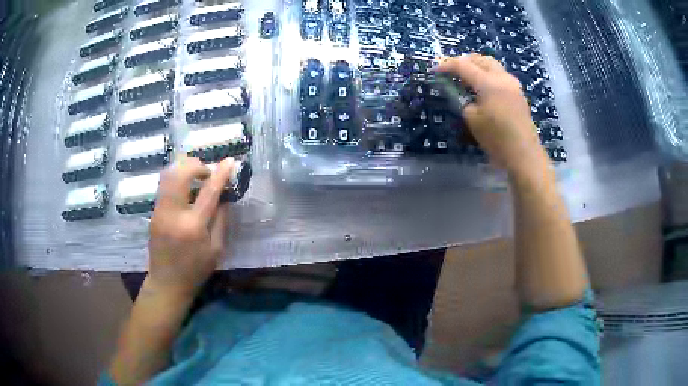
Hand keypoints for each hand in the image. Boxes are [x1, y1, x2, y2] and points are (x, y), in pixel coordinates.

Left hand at [147, 156, 236, 297]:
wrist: (166, 282)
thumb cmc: (195, 270)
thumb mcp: (217, 251)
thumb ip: (221, 221)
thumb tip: (224, 198)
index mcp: (193, 226)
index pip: (208, 192)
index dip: (220, 174)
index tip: (230, 161)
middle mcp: (173, 213)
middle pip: (180, 174)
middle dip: (196, 165)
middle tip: (207, 172)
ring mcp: (160, 211)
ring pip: (168, 175)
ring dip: (184, 169)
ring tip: (196, 176)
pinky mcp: (154, 212)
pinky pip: (165, 185)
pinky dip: (177, 178)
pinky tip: (185, 187)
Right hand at [436, 54, 548, 175]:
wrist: (524, 154)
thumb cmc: (496, 138)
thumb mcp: (472, 119)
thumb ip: (461, 99)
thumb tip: (456, 90)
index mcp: (488, 82)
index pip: (462, 65)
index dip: (446, 66)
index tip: (434, 70)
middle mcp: (501, 77)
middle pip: (479, 59)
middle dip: (463, 61)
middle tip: (451, 72)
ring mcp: (513, 84)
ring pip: (491, 64)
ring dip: (476, 66)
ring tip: (466, 78)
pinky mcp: (518, 93)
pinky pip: (500, 74)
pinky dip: (487, 74)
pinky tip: (482, 87)